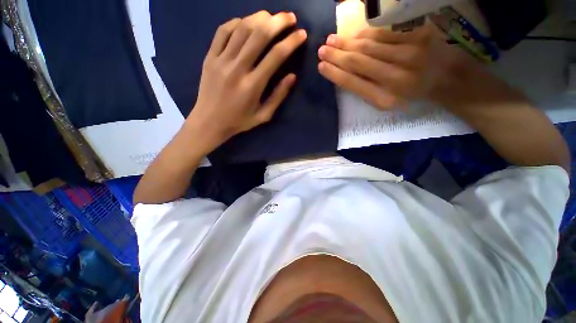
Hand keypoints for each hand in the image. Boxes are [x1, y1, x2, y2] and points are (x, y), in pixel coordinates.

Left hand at [187, 11, 306, 150]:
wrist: (209, 121)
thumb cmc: (239, 121)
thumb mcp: (263, 115)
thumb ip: (278, 96)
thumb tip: (292, 76)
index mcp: (253, 85)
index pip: (276, 56)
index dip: (291, 42)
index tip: (301, 34)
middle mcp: (237, 68)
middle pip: (259, 35)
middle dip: (278, 22)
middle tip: (290, 17)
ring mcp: (221, 60)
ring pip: (242, 28)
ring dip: (259, 18)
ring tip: (271, 17)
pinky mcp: (210, 57)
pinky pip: (223, 31)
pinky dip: (237, 22)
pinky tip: (246, 23)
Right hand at [318, 24, 476, 109]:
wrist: (449, 79)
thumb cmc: (414, 95)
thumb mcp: (388, 102)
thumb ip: (367, 90)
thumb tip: (345, 75)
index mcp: (385, 98)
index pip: (352, 83)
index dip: (334, 73)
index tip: (321, 66)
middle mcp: (394, 77)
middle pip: (357, 63)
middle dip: (336, 56)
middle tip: (322, 50)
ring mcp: (408, 54)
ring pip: (368, 46)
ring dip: (346, 42)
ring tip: (331, 40)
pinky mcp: (418, 37)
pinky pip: (385, 34)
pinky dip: (366, 34)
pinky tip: (354, 35)